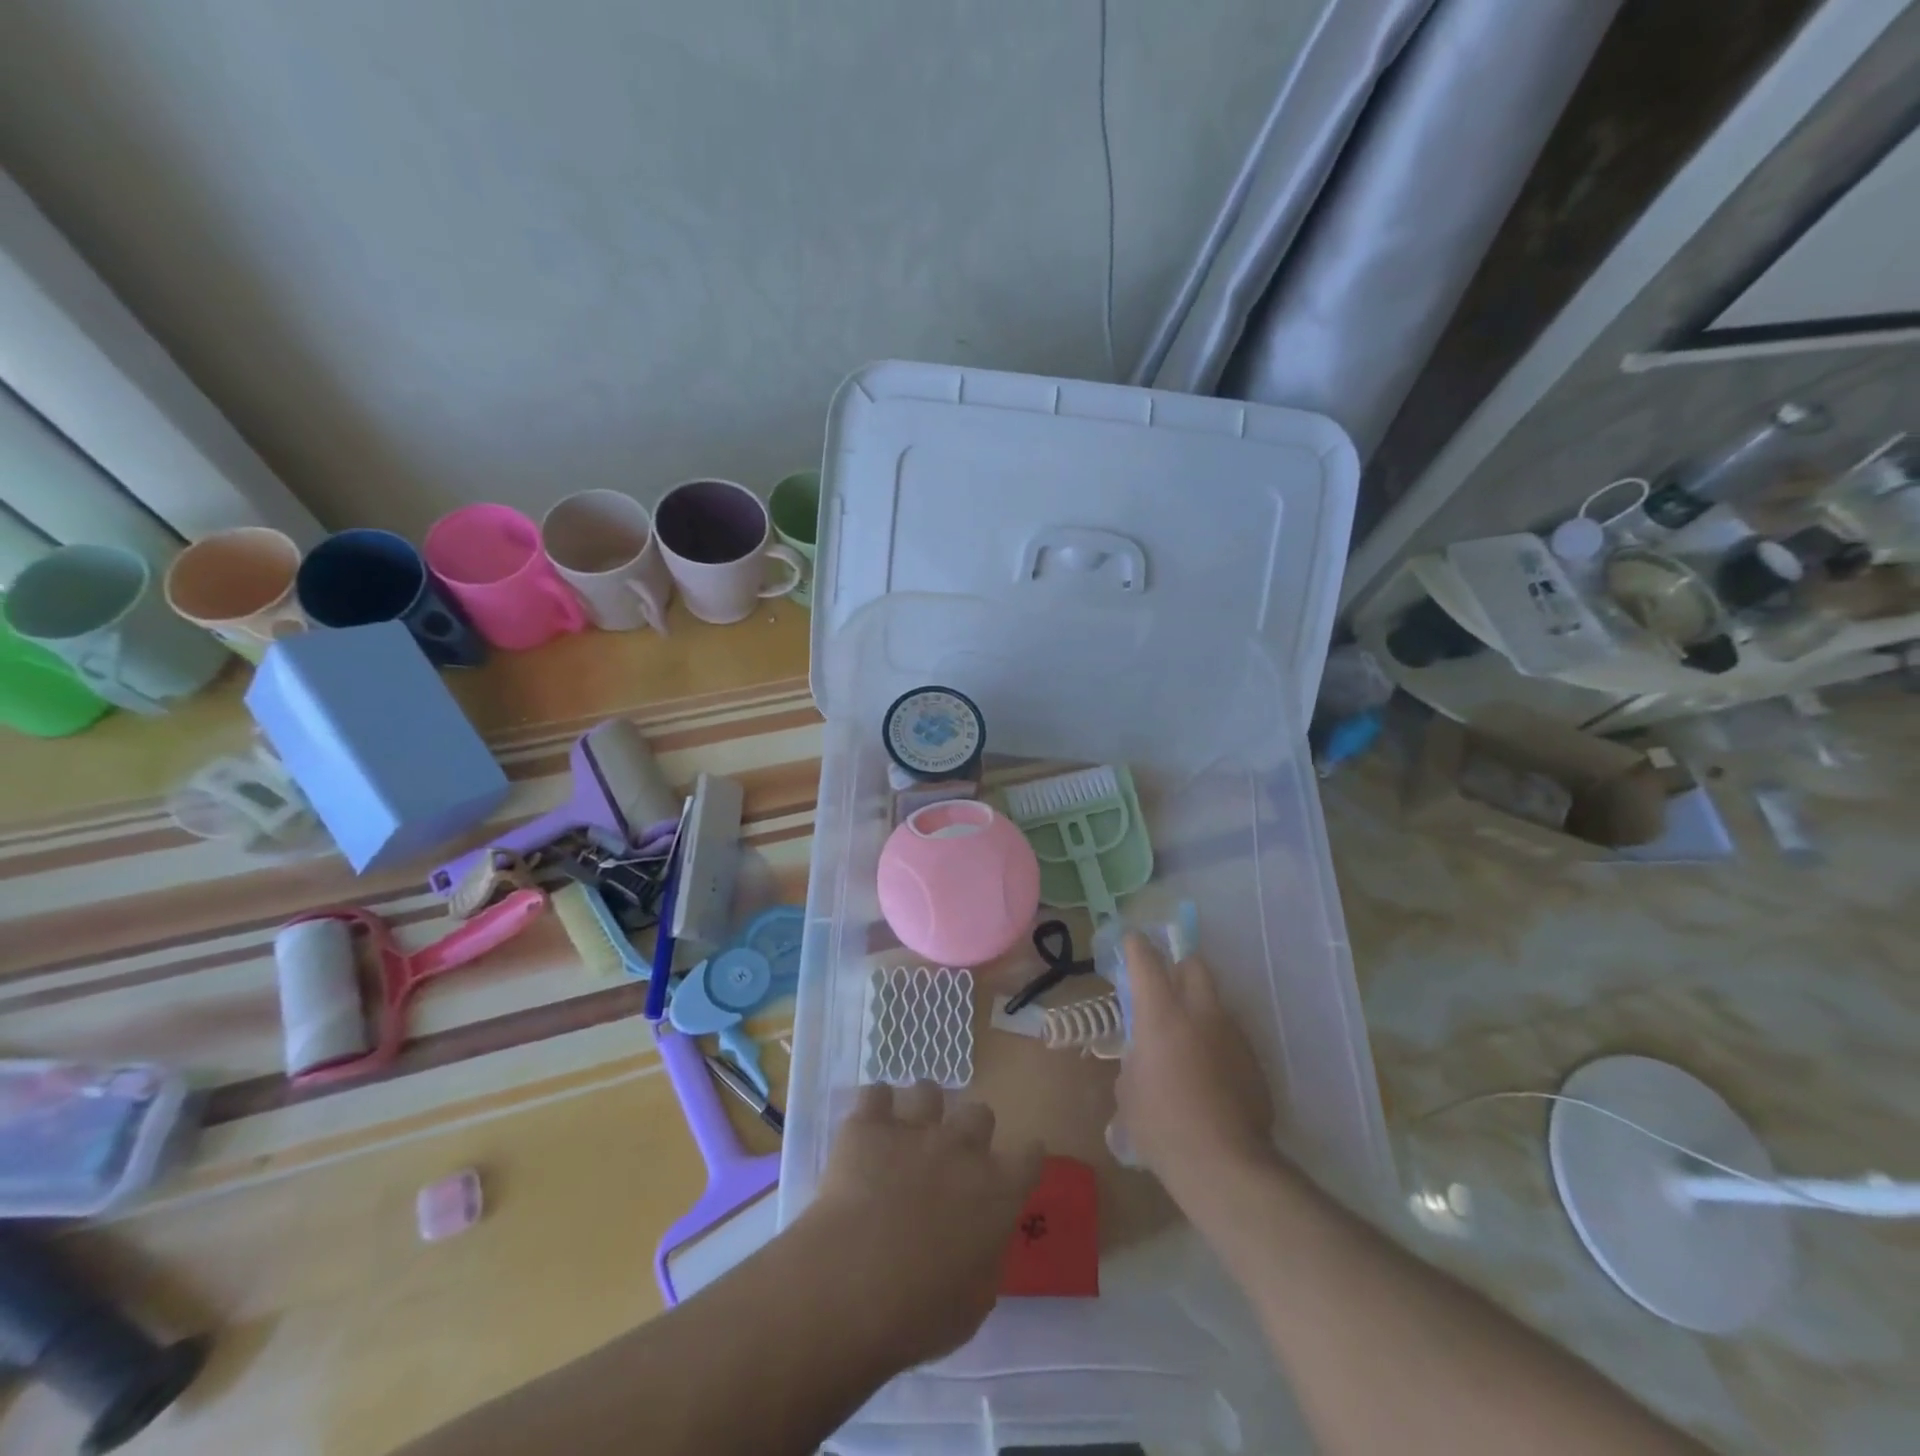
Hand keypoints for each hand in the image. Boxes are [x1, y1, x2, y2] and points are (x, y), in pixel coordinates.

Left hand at [798, 1082, 1043, 1368]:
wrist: (854, 1283)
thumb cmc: (919, 1313)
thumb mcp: (972, 1304)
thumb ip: (985, 1260)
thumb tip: (982, 1243)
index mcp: (998, 1192)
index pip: (1029, 1157)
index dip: (1025, 1159)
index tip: (1017, 1167)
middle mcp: (962, 1148)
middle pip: (979, 1113)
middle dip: (968, 1131)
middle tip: (951, 1157)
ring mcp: (915, 1129)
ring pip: (928, 1091)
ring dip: (922, 1111)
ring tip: (906, 1133)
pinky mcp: (870, 1124)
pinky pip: (875, 1093)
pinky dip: (873, 1107)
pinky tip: (867, 1128)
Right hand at [1114, 932, 1274, 1202]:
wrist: (1225, 1165)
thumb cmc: (1161, 1125)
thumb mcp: (1128, 1091)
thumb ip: (1134, 1060)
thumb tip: (1143, 1057)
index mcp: (1161, 1014)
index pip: (1147, 961)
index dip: (1137, 947)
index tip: (1132, 941)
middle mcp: (1200, 1013)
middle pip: (1194, 966)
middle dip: (1179, 968)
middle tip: (1165, 988)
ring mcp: (1232, 1035)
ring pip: (1215, 1003)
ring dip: (1199, 1010)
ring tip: (1187, 1043)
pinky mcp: (1253, 1061)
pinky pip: (1230, 1038)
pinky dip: (1216, 1044)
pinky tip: (1209, 1076)